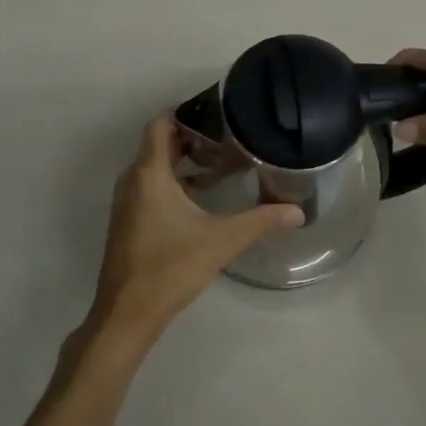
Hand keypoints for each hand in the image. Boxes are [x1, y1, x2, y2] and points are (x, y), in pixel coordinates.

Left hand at [87, 116, 301, 348]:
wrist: (127, 314)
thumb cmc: (170, 268)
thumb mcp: (221, 241)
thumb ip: (260, 221)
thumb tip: (298, 211)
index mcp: (149, 173)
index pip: (160, 123)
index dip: (185, 112)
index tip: (216, 111)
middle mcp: (133, 180)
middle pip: (160, 143)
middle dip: (192, 136)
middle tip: (228, 136)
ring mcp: (128, 201)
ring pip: (155, 165)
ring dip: (184, 160)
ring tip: (221, 162)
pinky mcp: (129, 220)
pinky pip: (151, 185)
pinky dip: (174, 180)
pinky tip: (202, 196)